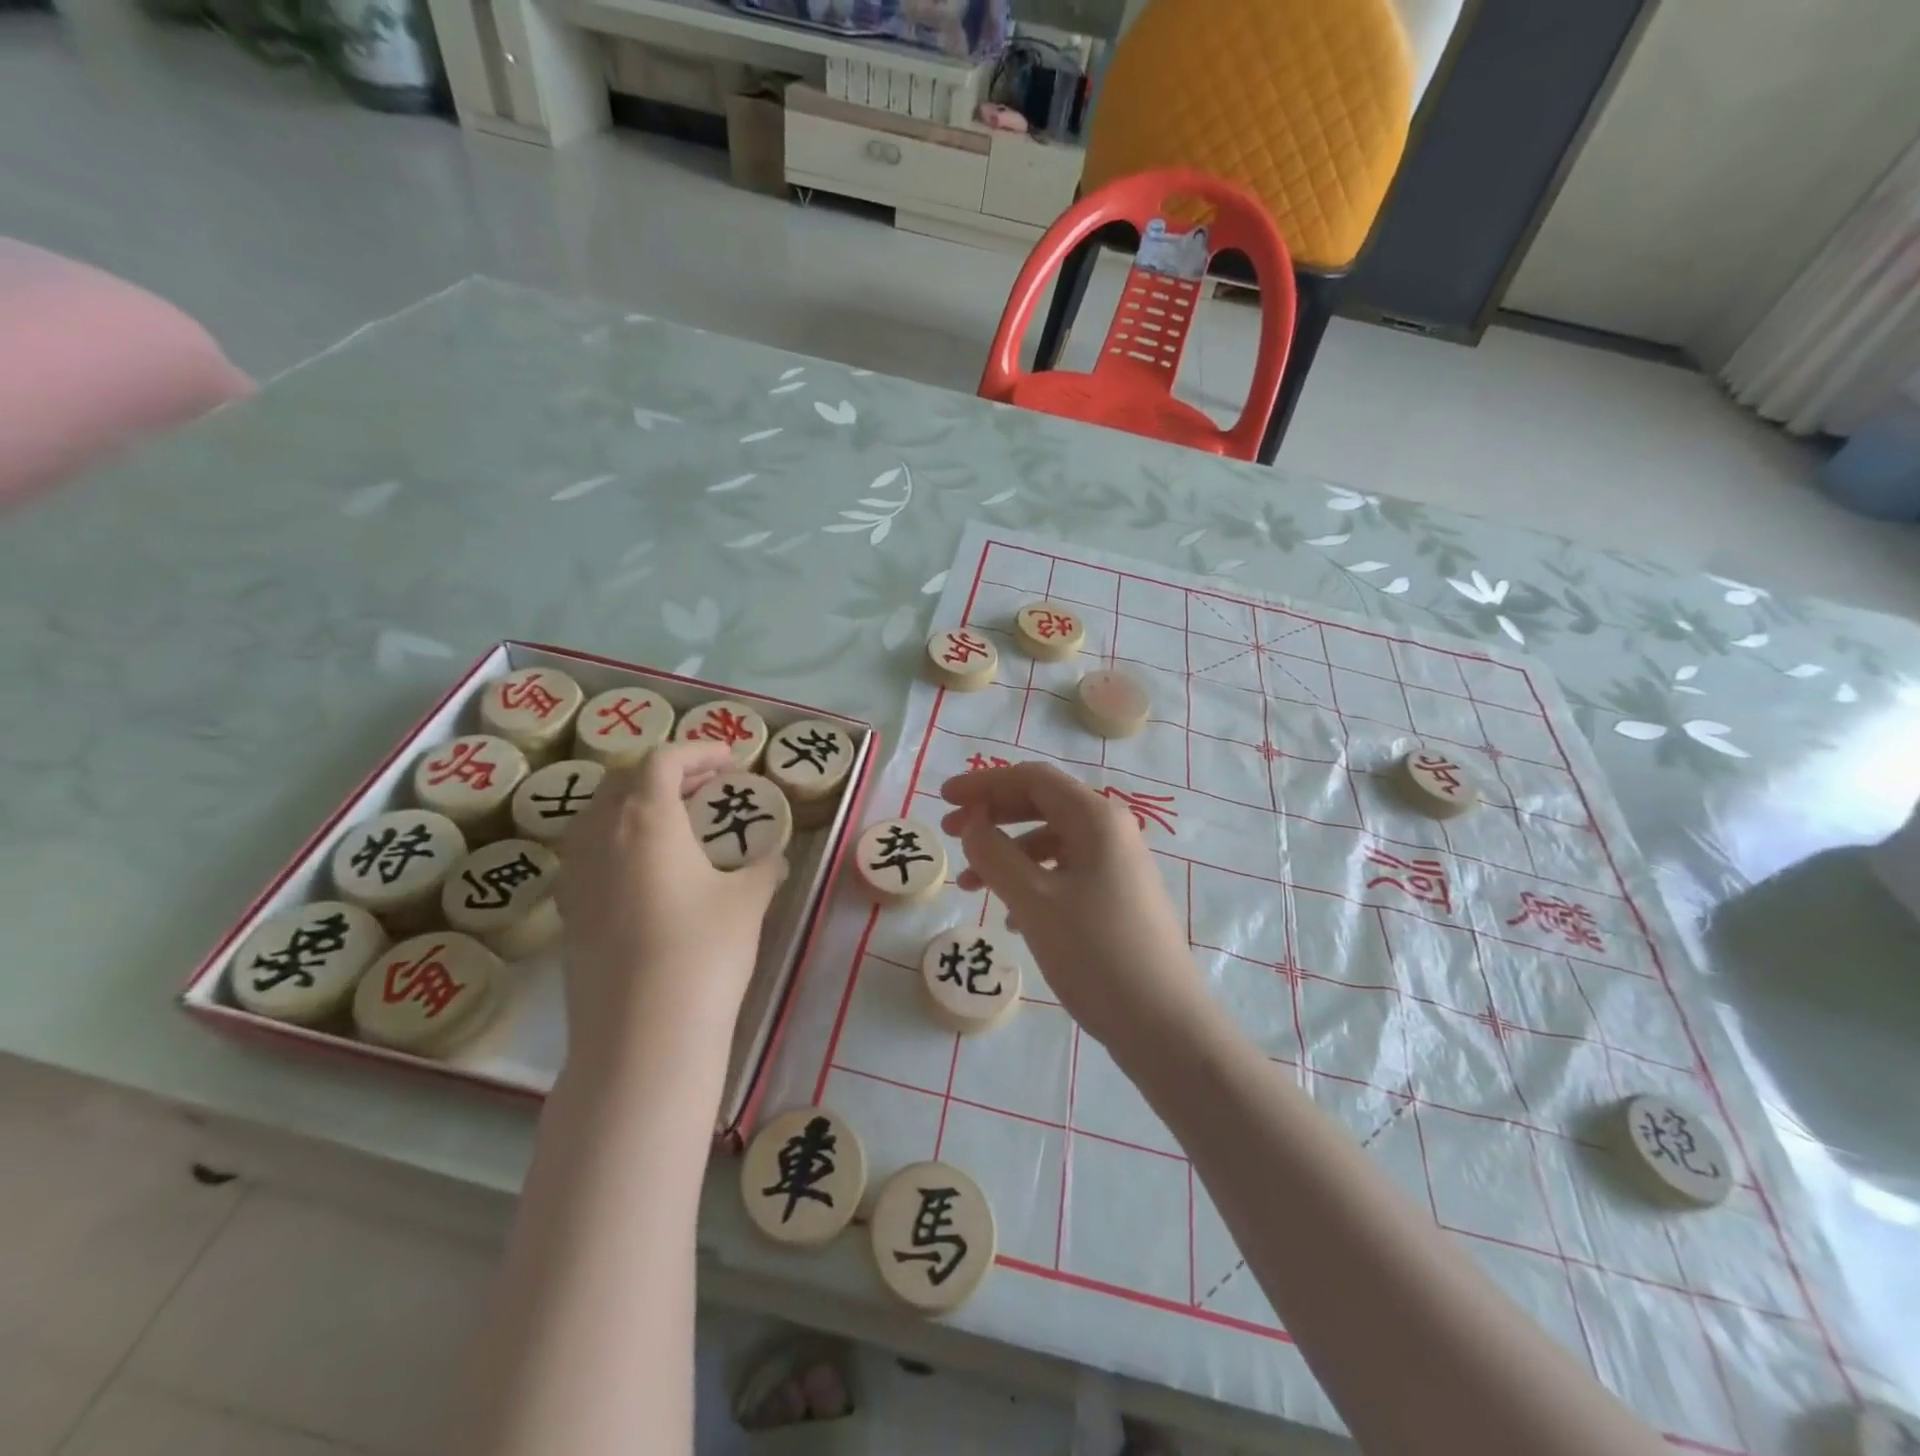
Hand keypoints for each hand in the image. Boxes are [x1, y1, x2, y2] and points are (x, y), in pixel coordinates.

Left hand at [557, 741, 786, 1072]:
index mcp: (646, 820)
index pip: (662, 760)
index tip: (730, 759)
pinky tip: (649, 870)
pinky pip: (588, 853)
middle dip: (668, 772)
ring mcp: (577, 876)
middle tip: (708, 785)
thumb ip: (762, 867)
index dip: (698, 750)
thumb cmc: (703, 953)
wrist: (642, 1037)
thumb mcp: (748, 900)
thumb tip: (774, 855)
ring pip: (598, 815)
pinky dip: (619, 839)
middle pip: (624, 780)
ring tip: (677, 821)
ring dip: (637, 804)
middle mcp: (600, 837)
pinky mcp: (569, 913)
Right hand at [940, 763, 1203, 1053]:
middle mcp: (1111, 832)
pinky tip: (1009, 917)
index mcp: (1096, 819)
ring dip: (1006, 855)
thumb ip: (995, 854)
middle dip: (992, 815)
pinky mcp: (1117, 899)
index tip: (944, 799)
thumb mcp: (1033, 901)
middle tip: (949, 832)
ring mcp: (1117, 867)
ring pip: (1051, 843)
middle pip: (1042, 805)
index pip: (1032, 779)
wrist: (1164, 1026)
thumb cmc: (1095, 953)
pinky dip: (1030, 883)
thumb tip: (973, 824)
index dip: (984, 783)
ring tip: (969, 885)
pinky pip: (1065, 874)